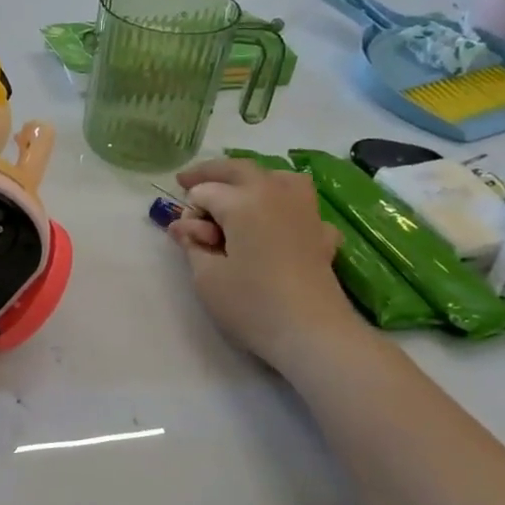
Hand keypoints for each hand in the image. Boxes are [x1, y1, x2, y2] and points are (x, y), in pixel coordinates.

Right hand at [169, 158, 360, 364]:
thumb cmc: (252, 304)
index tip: (187, 239)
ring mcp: (304, 210)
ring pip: (277, 176)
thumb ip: (192, 245)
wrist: (312, 334)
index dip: (189, 211)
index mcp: (243, 201)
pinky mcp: (321, 232)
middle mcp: (275, 193)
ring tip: (236, 192)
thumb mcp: (206, 277)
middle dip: (210, 173)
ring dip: (252, 178)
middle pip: (239, 170)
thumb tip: (183, 226)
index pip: (204, 192)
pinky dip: (284, 203)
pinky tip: (279, 220)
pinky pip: (300, 203)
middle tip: (186, 181)